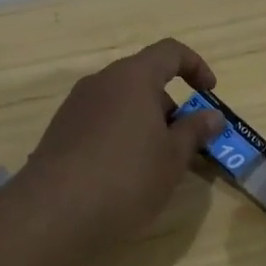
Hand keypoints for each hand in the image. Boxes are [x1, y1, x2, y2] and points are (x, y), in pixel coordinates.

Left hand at [25, 39, 225, 245]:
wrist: (54, 213)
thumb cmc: (126, 178)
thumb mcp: (172, 158)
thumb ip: (194, 131)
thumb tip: (212, 116)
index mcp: (133, 78)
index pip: (170, 52)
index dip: (195, 66)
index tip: (209, 93)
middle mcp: (101, 82)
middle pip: (143, 79)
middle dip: (169, 106)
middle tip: (184, 144)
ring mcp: (75, 106)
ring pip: (120, 103)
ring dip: (144, 123)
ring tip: (155, 164)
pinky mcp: (60, 131)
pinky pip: (99, 122)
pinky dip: (119, 136)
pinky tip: (122, 175)